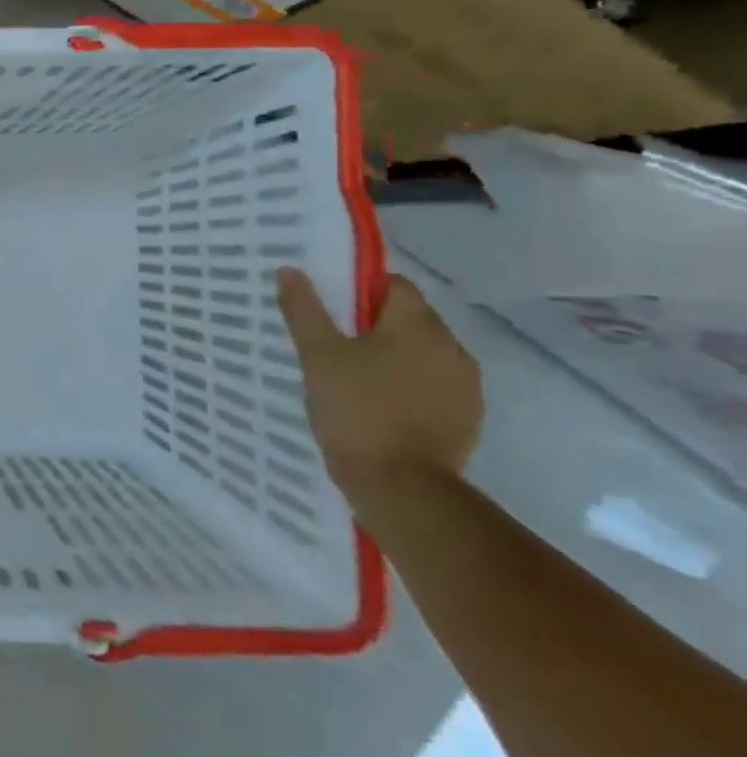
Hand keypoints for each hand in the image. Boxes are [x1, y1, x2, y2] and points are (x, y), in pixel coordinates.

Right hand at [276, 269, 482, 502]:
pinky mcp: (466, 418)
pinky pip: (432, 384)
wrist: (401, 485)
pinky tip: (376, 403)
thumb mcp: (317, 354)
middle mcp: (452, 347)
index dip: (360, 289)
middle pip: (410, 318)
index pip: (394, 285)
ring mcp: (465, 385)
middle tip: (331, 341)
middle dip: (374, 323)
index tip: (329, 307)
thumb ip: (305, 309)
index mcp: (418, 325)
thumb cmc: (356, 408)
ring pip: (422, 353)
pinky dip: (406, 384)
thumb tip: (291, 270)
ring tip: (351, 374)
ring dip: (392, 355)